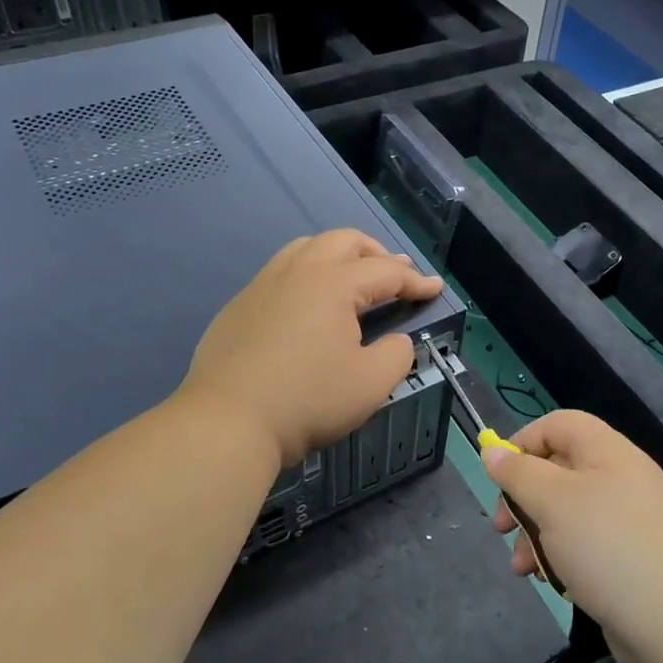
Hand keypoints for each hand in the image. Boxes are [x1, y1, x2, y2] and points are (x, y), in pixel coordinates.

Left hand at [184, 229, 443, 467]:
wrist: (227, 422)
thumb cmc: (308, 400)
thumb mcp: (371, 383)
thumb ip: (397, 354)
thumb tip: (397, 340)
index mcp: (333, 284)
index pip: (385, 271)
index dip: (415, 281)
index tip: (435, 288)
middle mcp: (297, 272)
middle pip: (344, 241)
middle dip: (376, 253)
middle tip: (395, 273)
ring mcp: (263, 285)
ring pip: (306, 248)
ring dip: (338, 255)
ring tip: (352, 276)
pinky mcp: (239, 306)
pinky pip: (280, 272)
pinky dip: (307, 274)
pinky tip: (308, 304)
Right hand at [484, 411, 662, 662]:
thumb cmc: (608, 547)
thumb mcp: (553, 502)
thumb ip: (518, 473)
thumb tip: (492, 450)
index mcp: (607, 452)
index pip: (558, 425)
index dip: (523, 442)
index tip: (497, 476)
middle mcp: (620, 478)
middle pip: (558, 470)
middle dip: (522, 498)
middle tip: (501, 527)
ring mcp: (627, 520)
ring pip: (566, 512)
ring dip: (535, 534)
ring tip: (522, 568)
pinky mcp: (629, 557)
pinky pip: (584, 543)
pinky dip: (561, 557)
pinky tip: (549, 582)